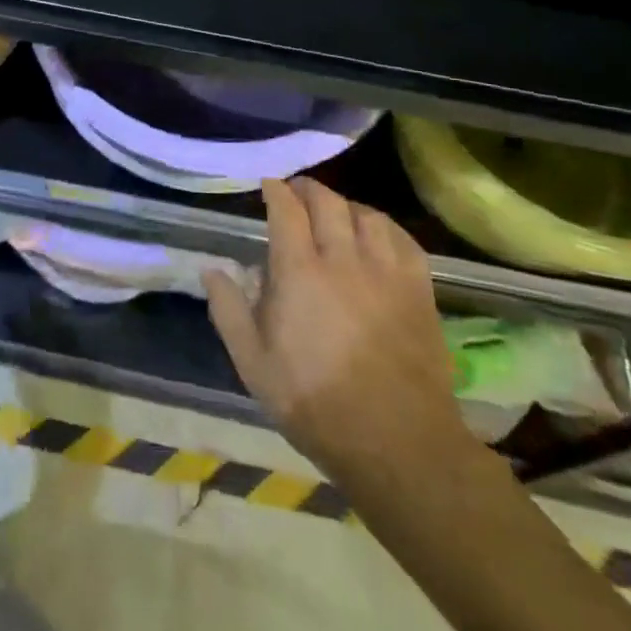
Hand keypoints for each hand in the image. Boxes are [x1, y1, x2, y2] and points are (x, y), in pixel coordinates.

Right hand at [205, 178, 471, 489]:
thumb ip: (228, 310)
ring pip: (367, 215)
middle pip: (328, 203)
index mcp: (300, 273)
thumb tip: (211, 269)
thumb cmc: (315, 403)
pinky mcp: (419, 292)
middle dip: (308, 189)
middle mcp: (344, 260)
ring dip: (345, 205)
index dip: (276, 191)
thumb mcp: (253, 364)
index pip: (287, 210)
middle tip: (296, 192)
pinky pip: (404, 240)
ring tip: (335, 213)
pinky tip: (377, 236)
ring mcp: (387, 274)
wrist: (397, 444)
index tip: (268, 186)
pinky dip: (385, 227)